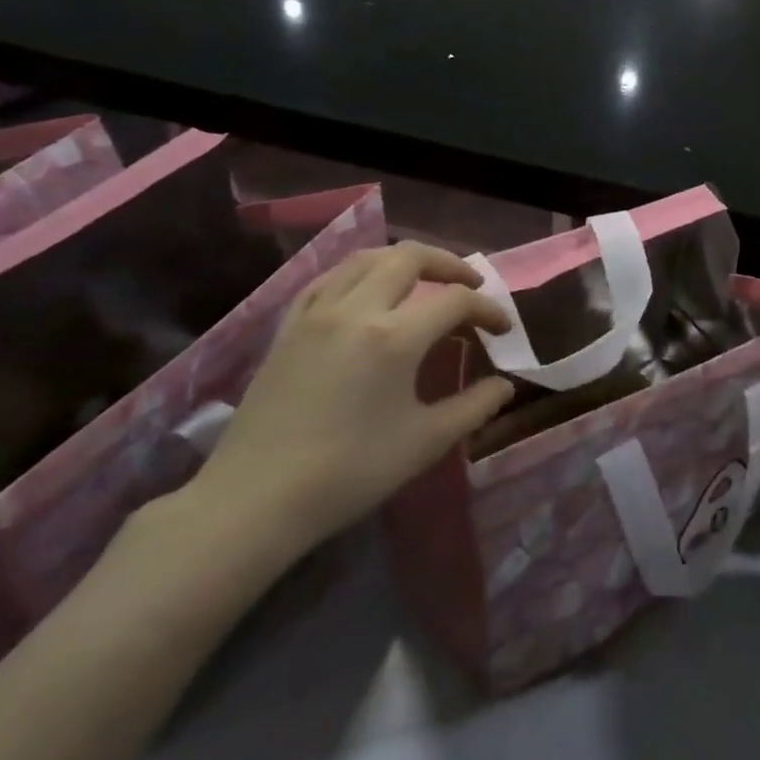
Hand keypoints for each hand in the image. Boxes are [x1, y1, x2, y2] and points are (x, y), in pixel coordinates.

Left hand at [190, 243, 512, 559]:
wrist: (254, 501)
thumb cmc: (349, 472)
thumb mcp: (425, 442)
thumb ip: (474, 407)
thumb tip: (504, 385)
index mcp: (394, 337)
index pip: (455, 301)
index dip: (488, 310)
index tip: (503, 331)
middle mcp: (355, 310)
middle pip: (409, 258)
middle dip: (449, 265)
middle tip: (471, 286)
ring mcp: (316, 314)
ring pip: (366, 259)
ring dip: (404, 261)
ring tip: (425, 280)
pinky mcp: (288, 328)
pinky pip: (329, 279)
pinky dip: (359, 274)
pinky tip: (368, 292)